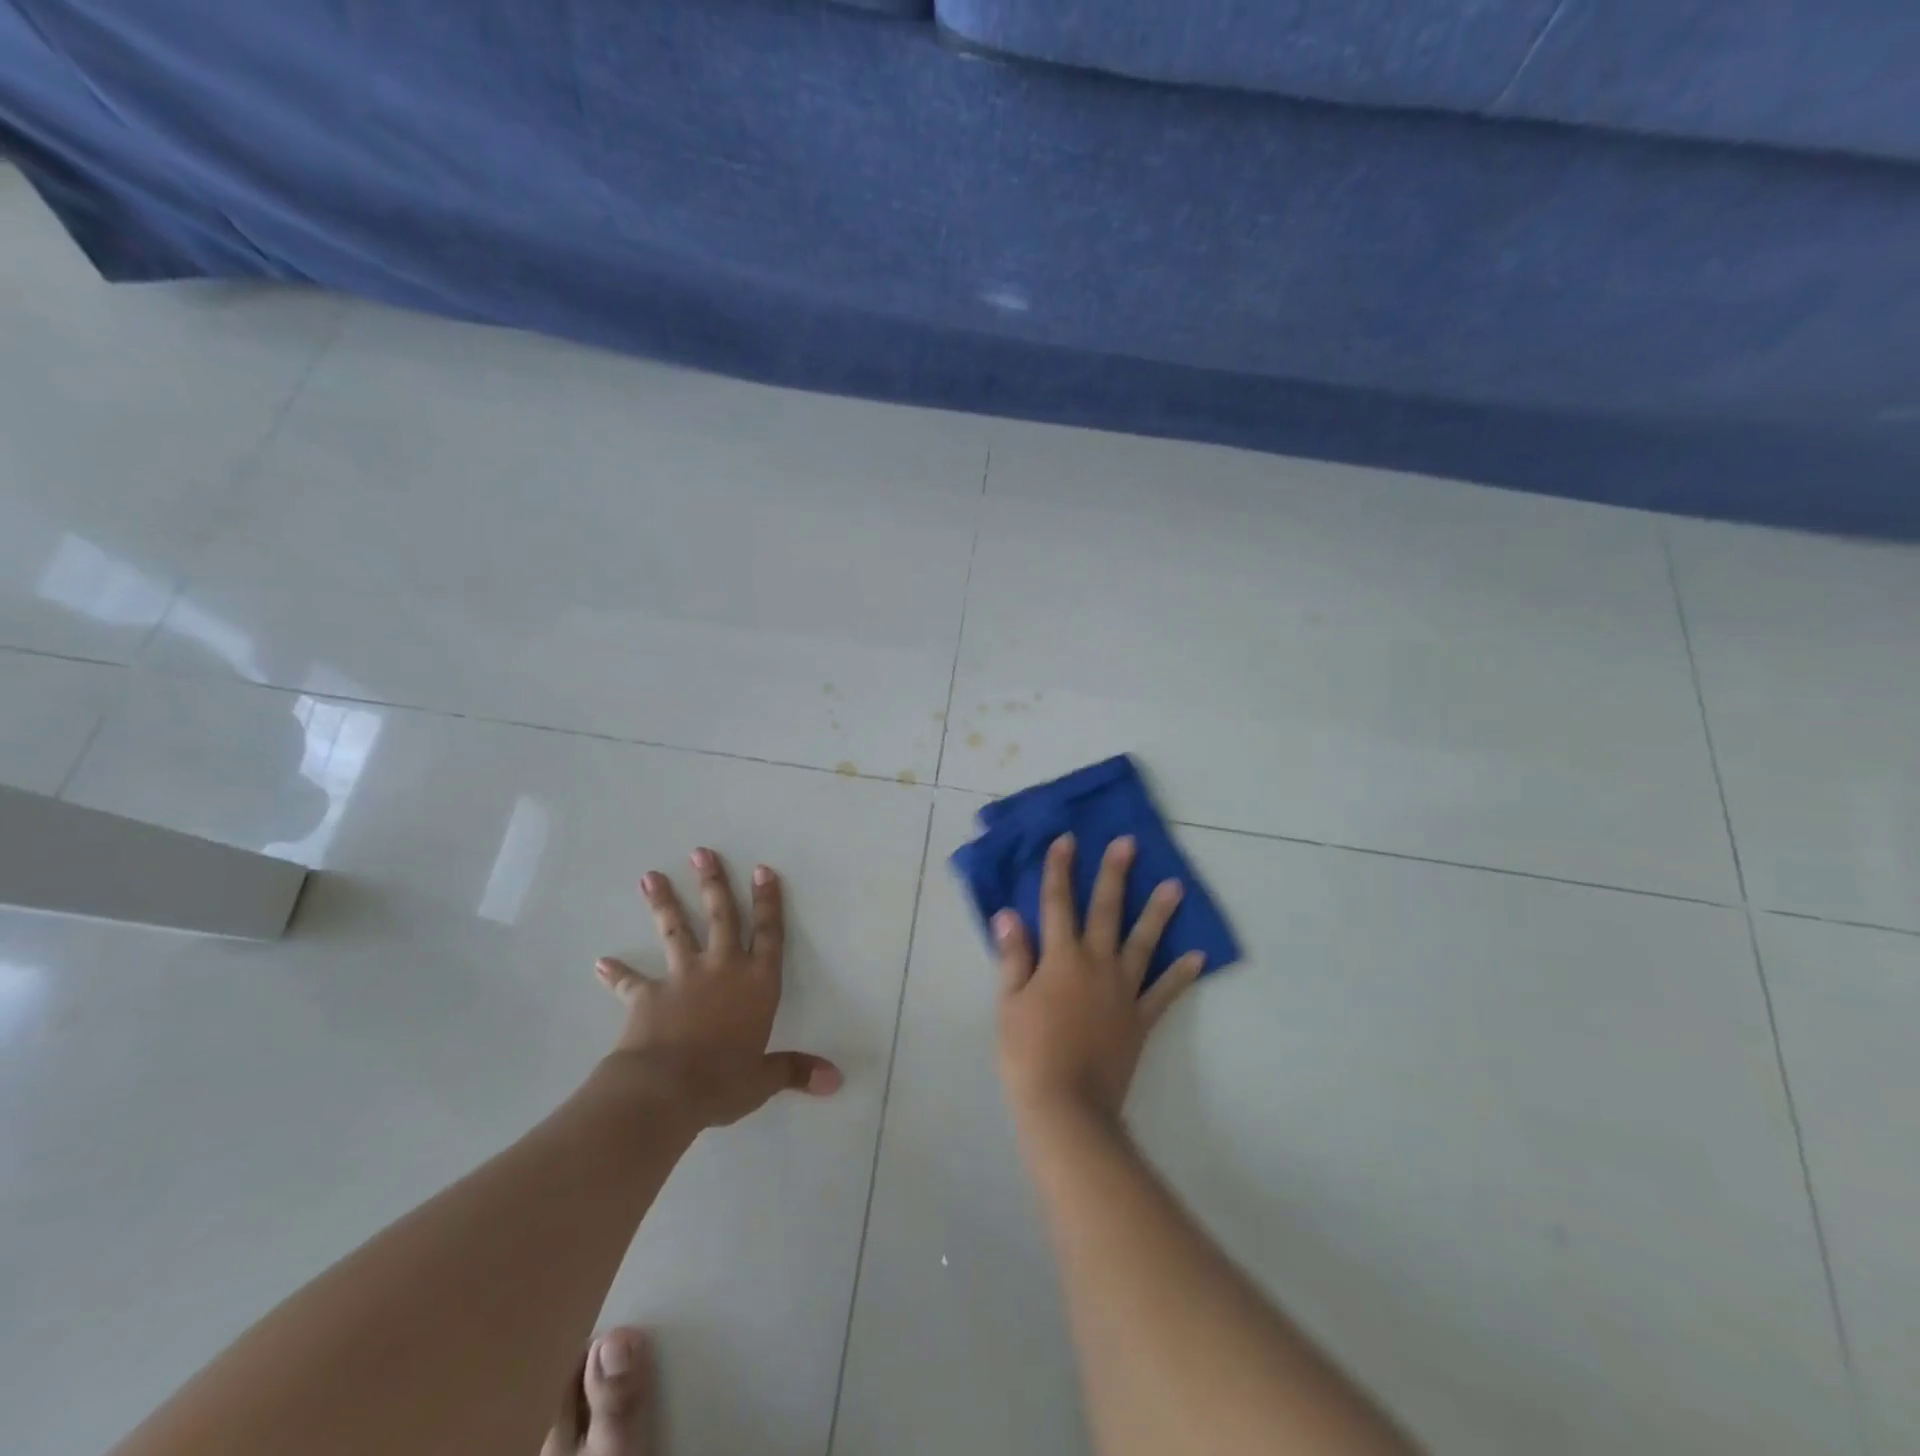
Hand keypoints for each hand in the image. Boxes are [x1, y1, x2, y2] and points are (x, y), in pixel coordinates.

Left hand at [593, 848, 841, 1129]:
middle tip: (701, 852)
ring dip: (663, 904)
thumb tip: (836, 1081)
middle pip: (720, 917)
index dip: (768, 902)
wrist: (665, 1090)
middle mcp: (722, 969)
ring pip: (675, 932)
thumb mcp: (764, 1079)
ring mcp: (683, 979)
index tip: (762, 869)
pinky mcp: (647, 997)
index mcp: (756, 983)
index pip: (769, 934)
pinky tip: (601, 963)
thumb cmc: (723, 1080)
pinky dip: (617, 974)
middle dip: (713, 883)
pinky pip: (631, 982)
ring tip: (649, 877)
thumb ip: (796, 1071)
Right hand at [995, 832, 1204, 1128]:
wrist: (1066, 1106)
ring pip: (1143, 942)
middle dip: (1114, 875)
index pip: (1057, 904)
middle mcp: (1096, 964)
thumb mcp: (1009, 1002)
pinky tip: (1198, 956)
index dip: (1059, 871)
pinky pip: (1164, 991)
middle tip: (1128, 844)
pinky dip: (1181, 974)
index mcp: (1061, 958)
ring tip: (1175, 885)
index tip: (1067, 840)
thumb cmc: (1027, 1052)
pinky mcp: (1141, 1019)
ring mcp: (1123, 990)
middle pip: (1105, 911)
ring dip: (1158, 912)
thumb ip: (1014, 956)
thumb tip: (1009, 914)